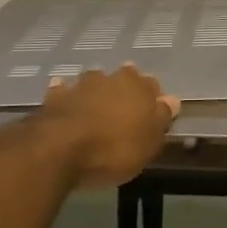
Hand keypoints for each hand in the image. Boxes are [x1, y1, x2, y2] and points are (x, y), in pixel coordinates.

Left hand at [36, 64, 179, 188]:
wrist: (59, 150)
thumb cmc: (114, 148)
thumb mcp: (149, 141)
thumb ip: (161, 118)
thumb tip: (171, 100)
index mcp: (138, 86)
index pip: (153, 85)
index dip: (154, 99)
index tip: (153, 114)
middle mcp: (110, 78)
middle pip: (123, 79)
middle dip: (124, 90)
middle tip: (125, 111)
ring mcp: (80, 85)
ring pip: (94, 83)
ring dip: (96, 91)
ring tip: (96, 108)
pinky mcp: (54, 97)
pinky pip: (63, 92)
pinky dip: (67, 96)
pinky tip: (66, 104)